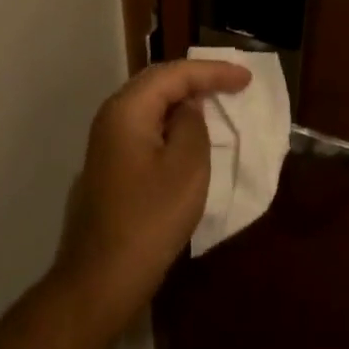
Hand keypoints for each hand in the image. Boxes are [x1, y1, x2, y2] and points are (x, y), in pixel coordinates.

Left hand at [52, 58, 252, 328]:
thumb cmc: (150, 220)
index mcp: (127, 110)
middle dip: (196, 78)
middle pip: (157, 83)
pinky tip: (188, 131)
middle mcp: (111, 117)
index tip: (246, 77)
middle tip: (232, 81)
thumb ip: (191, 125)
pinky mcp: (110, 165)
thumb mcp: (186, 168)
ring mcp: (106, 142)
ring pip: (149, 105)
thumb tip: (188, 108)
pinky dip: (170, 121)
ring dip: (183, 99)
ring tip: (216, 99)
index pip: (173, 74)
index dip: (212, 71)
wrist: (101, 278)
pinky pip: (145, 127)